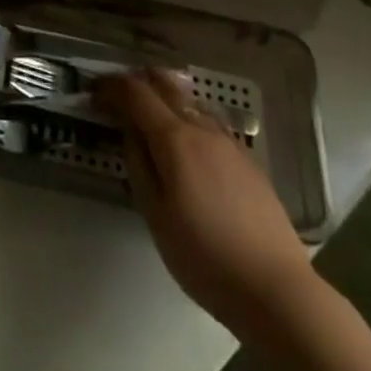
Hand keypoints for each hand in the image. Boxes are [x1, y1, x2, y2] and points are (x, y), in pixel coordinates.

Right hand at [93, 69, 313, 339]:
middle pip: (165, 84)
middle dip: (137, 81)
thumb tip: (129, 133)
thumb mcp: (156, 217)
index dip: (111, 87)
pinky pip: (208, 122)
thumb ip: (139, 166)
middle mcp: (201, 127)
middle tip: (119, 95)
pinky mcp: (246, 158)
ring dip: (164, 98)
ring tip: (150, 117)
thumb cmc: (206, 258)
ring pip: (189, 101)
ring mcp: (228, 140)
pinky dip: (187, 118)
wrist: (276, 289)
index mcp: (174, 138)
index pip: (135, 93)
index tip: (94, 92)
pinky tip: (186, 145)